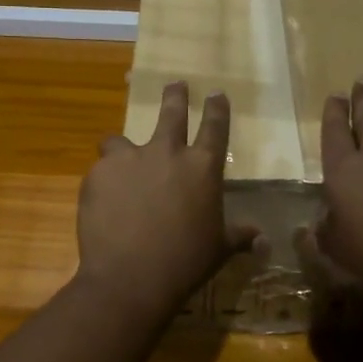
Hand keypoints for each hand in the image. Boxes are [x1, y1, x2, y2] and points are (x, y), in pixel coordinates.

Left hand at [78, 82, 258, 318]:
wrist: (131, 277)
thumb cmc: (186, 262)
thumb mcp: (219, 249)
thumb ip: (240, 236)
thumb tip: (264, 240)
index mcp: (202, 167)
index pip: (215, 126)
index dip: (217, 108)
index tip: (216, 94)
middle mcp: (166, 153)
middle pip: (172, 113)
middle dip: (175, 96)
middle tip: (175, 85)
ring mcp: (129, 160)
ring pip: (120, 139)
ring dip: (122, 147)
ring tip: (118, 156)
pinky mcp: (98, 173)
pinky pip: (100, 169)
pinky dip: (103, 181)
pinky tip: (103, 201)